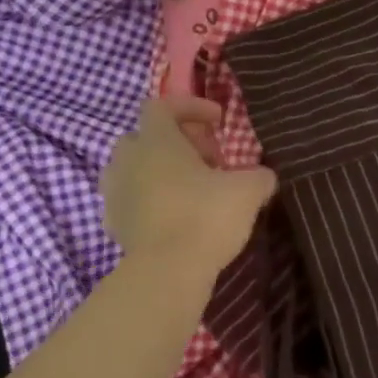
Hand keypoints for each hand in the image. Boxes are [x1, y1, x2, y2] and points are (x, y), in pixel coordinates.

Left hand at [102, 98, 276, 274]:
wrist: (167, 272)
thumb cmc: (206, 216)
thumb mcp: (249, 190)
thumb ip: (259, 175)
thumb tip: (263, 176)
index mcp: (156, 141)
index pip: (162, 105)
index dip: (191, 107)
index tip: (218, 122)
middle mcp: (128, 160)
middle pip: (145, 136)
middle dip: (177, 142)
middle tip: (209, 160)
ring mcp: (115, 193)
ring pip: (134, 169)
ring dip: (159, 171)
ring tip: (190, 189)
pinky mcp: (114, 225)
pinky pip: (130, 200)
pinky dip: (150, 200)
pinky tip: (175, 216)